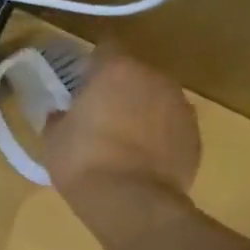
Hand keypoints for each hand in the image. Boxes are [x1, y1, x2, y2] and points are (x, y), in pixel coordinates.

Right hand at [44, 49, 200, 247]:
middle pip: (134, 72)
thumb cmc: (83, 161)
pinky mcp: (195, 134)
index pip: (105, 47)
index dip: (91, 64)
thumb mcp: (53, 137)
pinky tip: (140, 156)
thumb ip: (60, 117)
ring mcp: (180, 106)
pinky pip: (170, 124)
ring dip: (140, 109)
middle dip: (118, 87)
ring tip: (121, 136)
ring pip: (155, 97)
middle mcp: (154, 78)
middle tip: (98, 111)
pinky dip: (157, 133)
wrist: (131, 201)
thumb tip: (63, 114)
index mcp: (116, 70)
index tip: (80, 81)